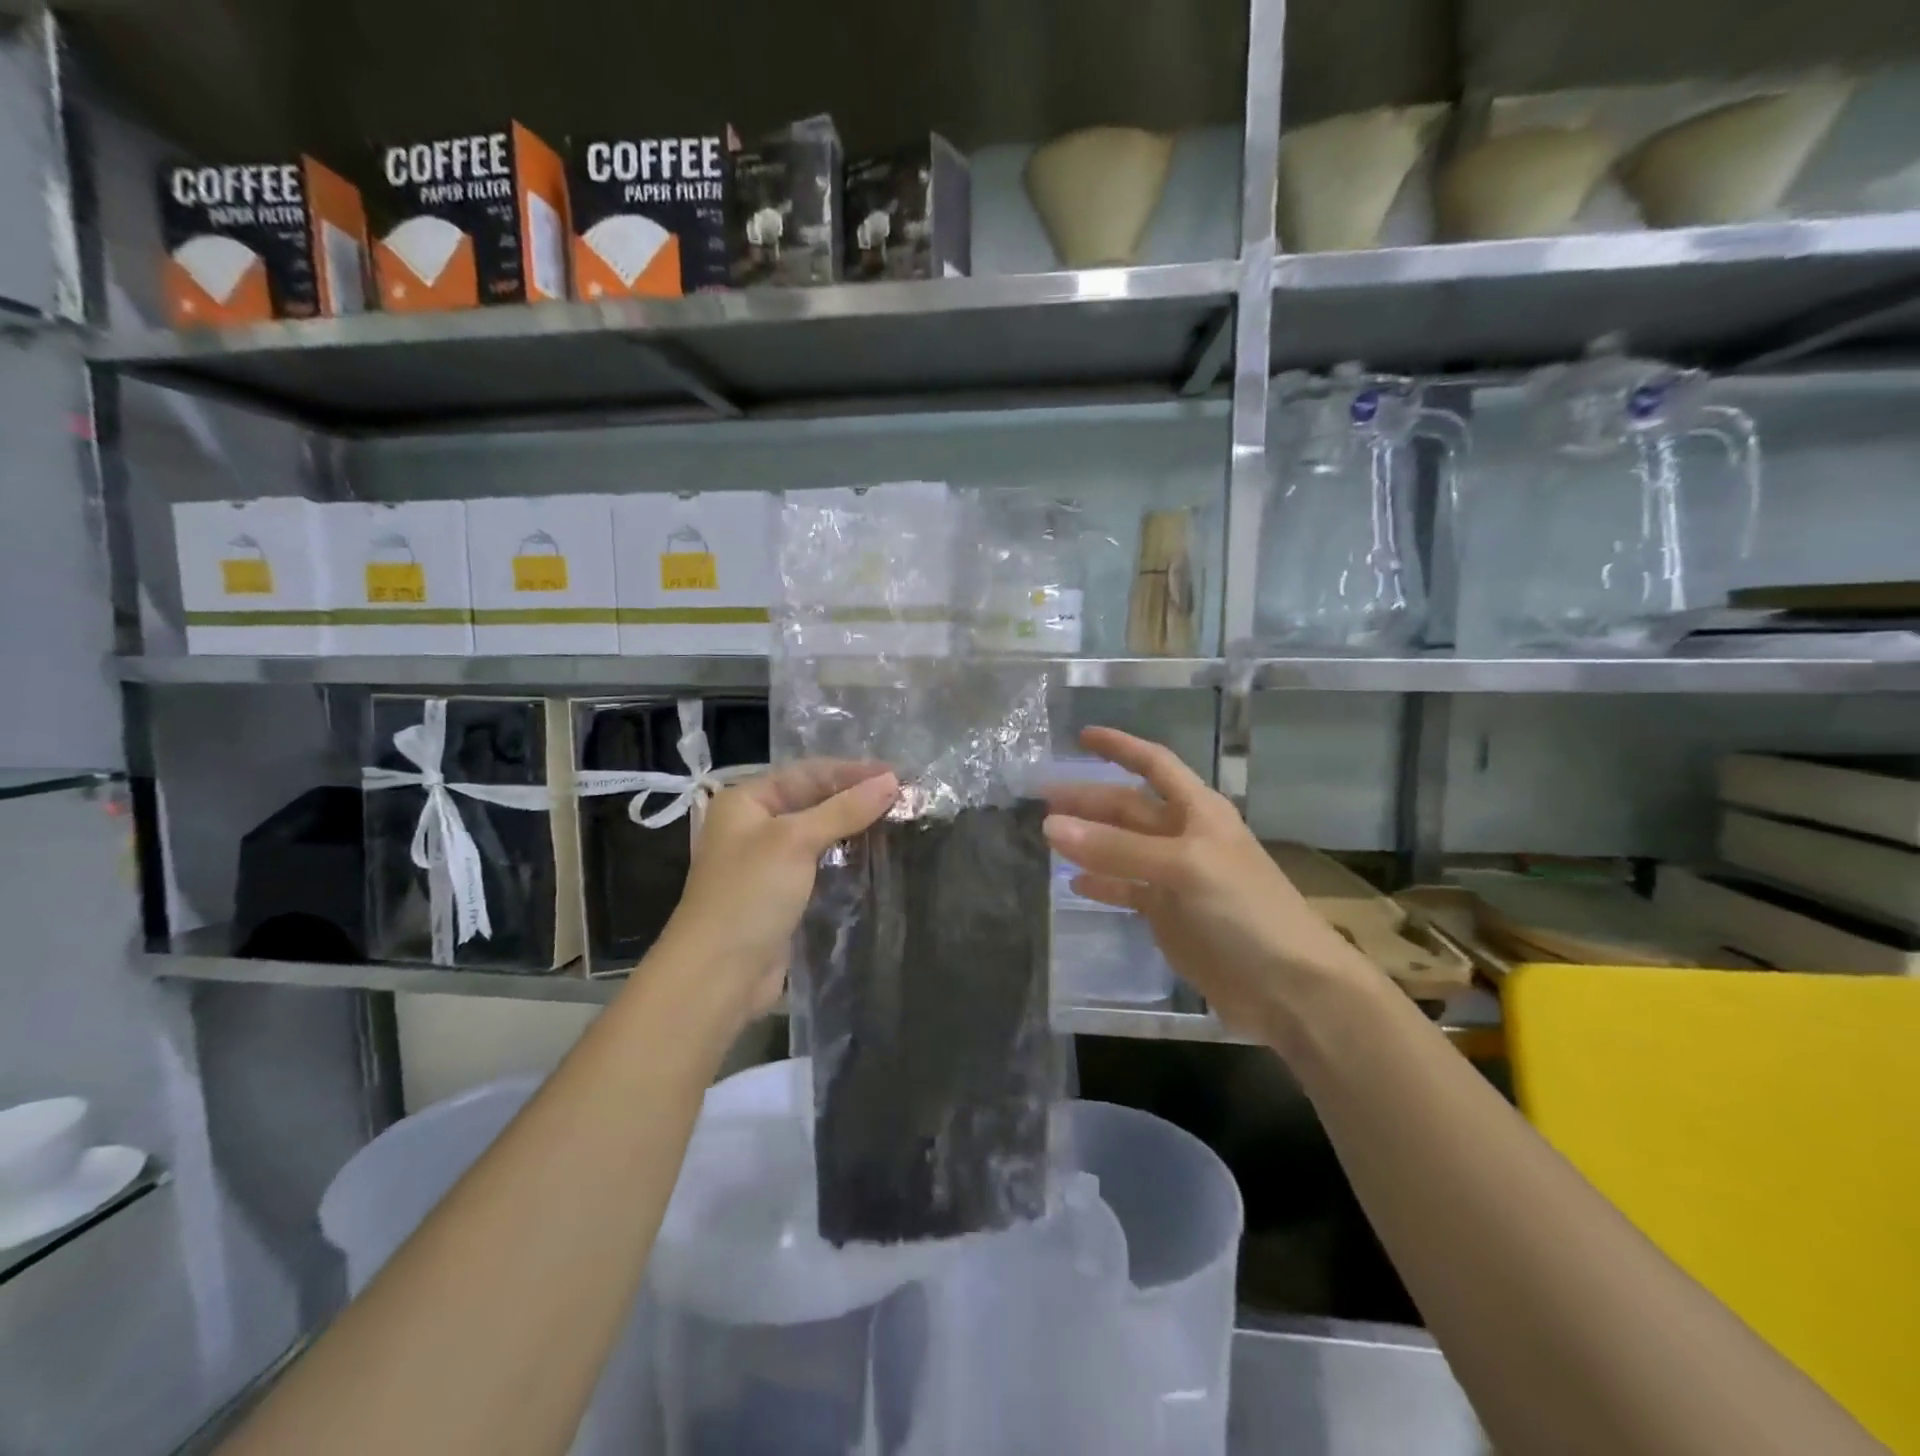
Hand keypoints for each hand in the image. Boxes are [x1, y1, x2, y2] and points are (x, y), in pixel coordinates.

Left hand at [652, 761, 898, 1030]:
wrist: (719, 975)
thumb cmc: (749, 895)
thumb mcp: (795, 841)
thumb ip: (844, 809)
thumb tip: (891, 782)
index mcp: (746, 800)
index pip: (807, 773)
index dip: (853, 772)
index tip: (898, 775)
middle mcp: (754, 825)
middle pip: (813, 800)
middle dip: (856, 798)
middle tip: (905, 798)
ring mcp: (768, 862)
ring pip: (819, 833)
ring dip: (854, 827)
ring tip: (898, 821)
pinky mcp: (783, 894)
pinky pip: (820, 864)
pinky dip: (845, 857)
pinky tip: (876, 855)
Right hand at [1043, 727, 1372, 1040]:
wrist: (1288, 986)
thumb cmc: (1243, 910)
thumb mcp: (1182, 867)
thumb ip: (1116, 848)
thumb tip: (1050, 825)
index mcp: (1198, 811)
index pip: (1153, 764)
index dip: (1120, 747)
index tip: (1081, 736)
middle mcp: (1184, 836)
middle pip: (1129, 807)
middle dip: (1089, 800)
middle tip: (1041, 799)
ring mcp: (1176, 877)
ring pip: (1122, 848)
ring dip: (1089, 840)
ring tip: (1046, 835)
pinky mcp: (1169, 915)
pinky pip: (1127, 889)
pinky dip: (1102, 885)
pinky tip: (1074, 884)